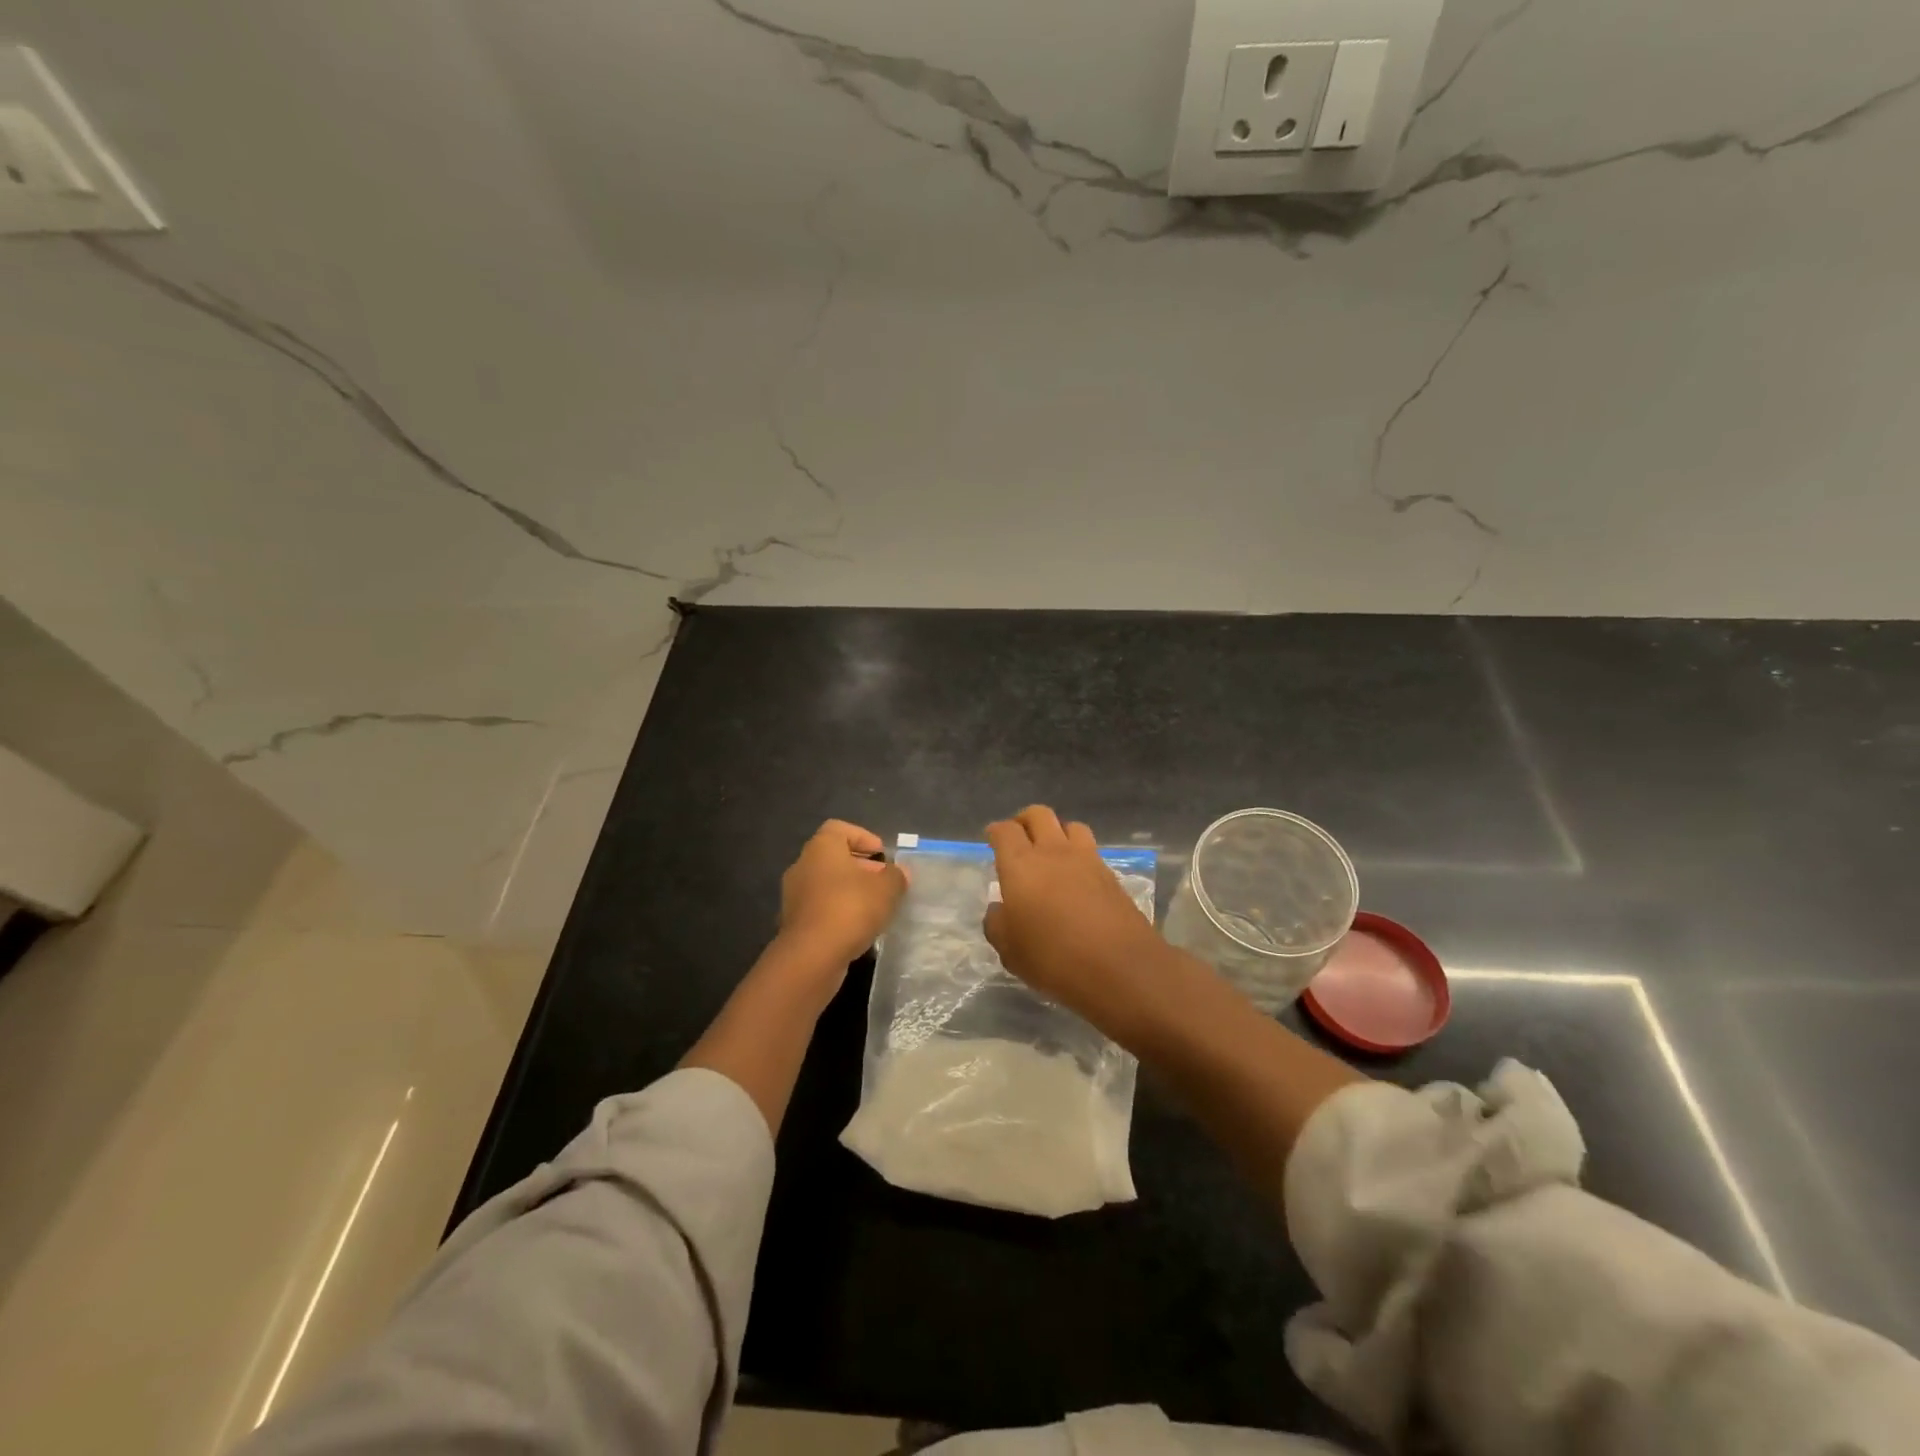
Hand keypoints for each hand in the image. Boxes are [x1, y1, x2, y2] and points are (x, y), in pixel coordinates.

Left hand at [778, 820, 908, 965]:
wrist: (811, 956)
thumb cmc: (850, 908)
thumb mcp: (887, 889)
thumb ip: (896, 876)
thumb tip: (899, 873)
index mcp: (821, 848)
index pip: (839, 829)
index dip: (863, 838)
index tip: (882, 856)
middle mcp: (802, 866)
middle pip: (834, 858)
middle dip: (861, 868)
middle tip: (884, 883)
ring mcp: (794, 895)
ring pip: (827, 884)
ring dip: (850, 892)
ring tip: (875, 908)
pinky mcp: (794, 922)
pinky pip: (821, 908)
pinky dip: (839, 912)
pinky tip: (858, 928)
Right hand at [983, 805, 1164, 1016]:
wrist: (1119, 967)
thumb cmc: (1053, 958)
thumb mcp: (1010, 951)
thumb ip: (997, 924)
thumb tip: (999, 909)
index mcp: (1021, 864)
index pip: (1005, 831)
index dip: (996, 832)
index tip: (992, 839)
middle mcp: (1053, 852)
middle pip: (1038, 815)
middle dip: (1024, 821)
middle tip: (1018, 840)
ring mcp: (1087, 860)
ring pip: (1070, 825)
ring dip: (1057, 832)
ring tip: (1051, 853)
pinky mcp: (1111, 875)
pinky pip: (1091, 851)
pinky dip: (1079, 855)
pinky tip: (1076, 878)